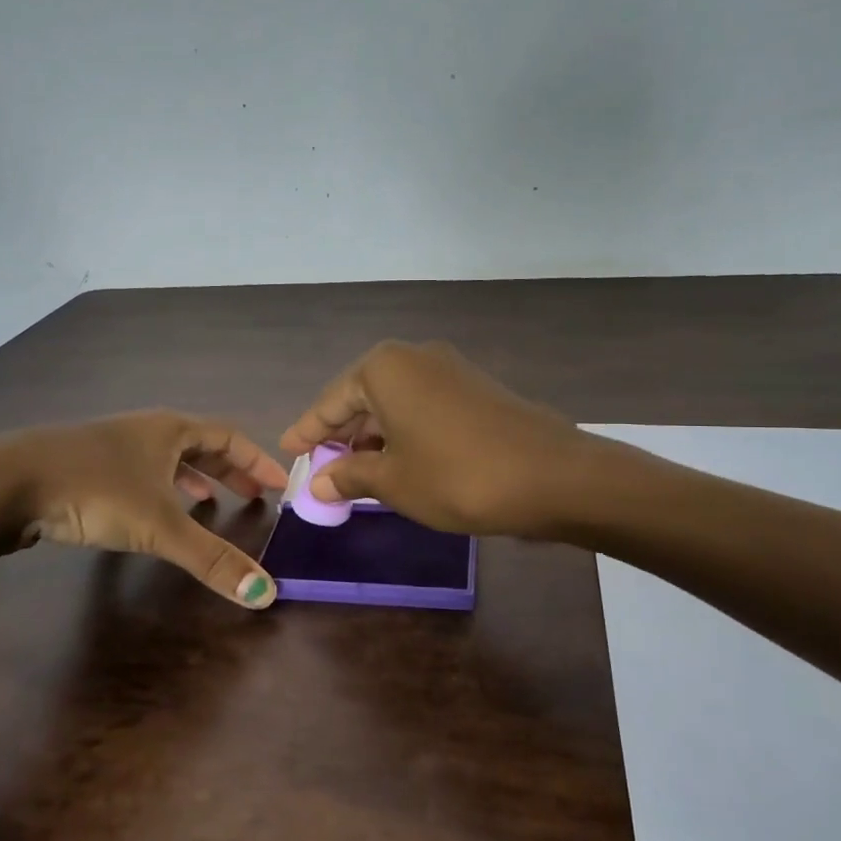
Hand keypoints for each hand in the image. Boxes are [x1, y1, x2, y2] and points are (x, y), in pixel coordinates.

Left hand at [0, 411, 289, 606]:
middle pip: (199, 446)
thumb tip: (265, 594)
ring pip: (165, 459)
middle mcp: (144, 430)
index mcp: (169, 430)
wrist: (5, 483)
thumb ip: (211, 559)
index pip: (228, 437)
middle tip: (252, 497)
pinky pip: (139, 472)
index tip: (279, 484)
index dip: (257, 460)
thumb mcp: (159, 526)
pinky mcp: (85, 466)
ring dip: (193, 479)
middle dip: (229, 472)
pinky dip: (159, 489)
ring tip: (209, 504)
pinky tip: (151, 513)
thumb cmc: (94, 490)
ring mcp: (111, 446)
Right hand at [278, 341, 590, 537]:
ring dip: (374, 436)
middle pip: (362, 396)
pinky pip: (423, 406)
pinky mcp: (475, 388)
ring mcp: (450, 369)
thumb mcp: (393, 481)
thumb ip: (350, 476)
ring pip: (394, 402)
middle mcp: (415, 357)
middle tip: (322, 467)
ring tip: (357, 472)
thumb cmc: (456, 475)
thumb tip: (319, 483)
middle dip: (342, 434)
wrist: (551, 476)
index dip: (308, 431)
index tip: (288, 450)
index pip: (331, 401)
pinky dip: (404, 432)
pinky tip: (400, 461)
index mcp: (384, 368)